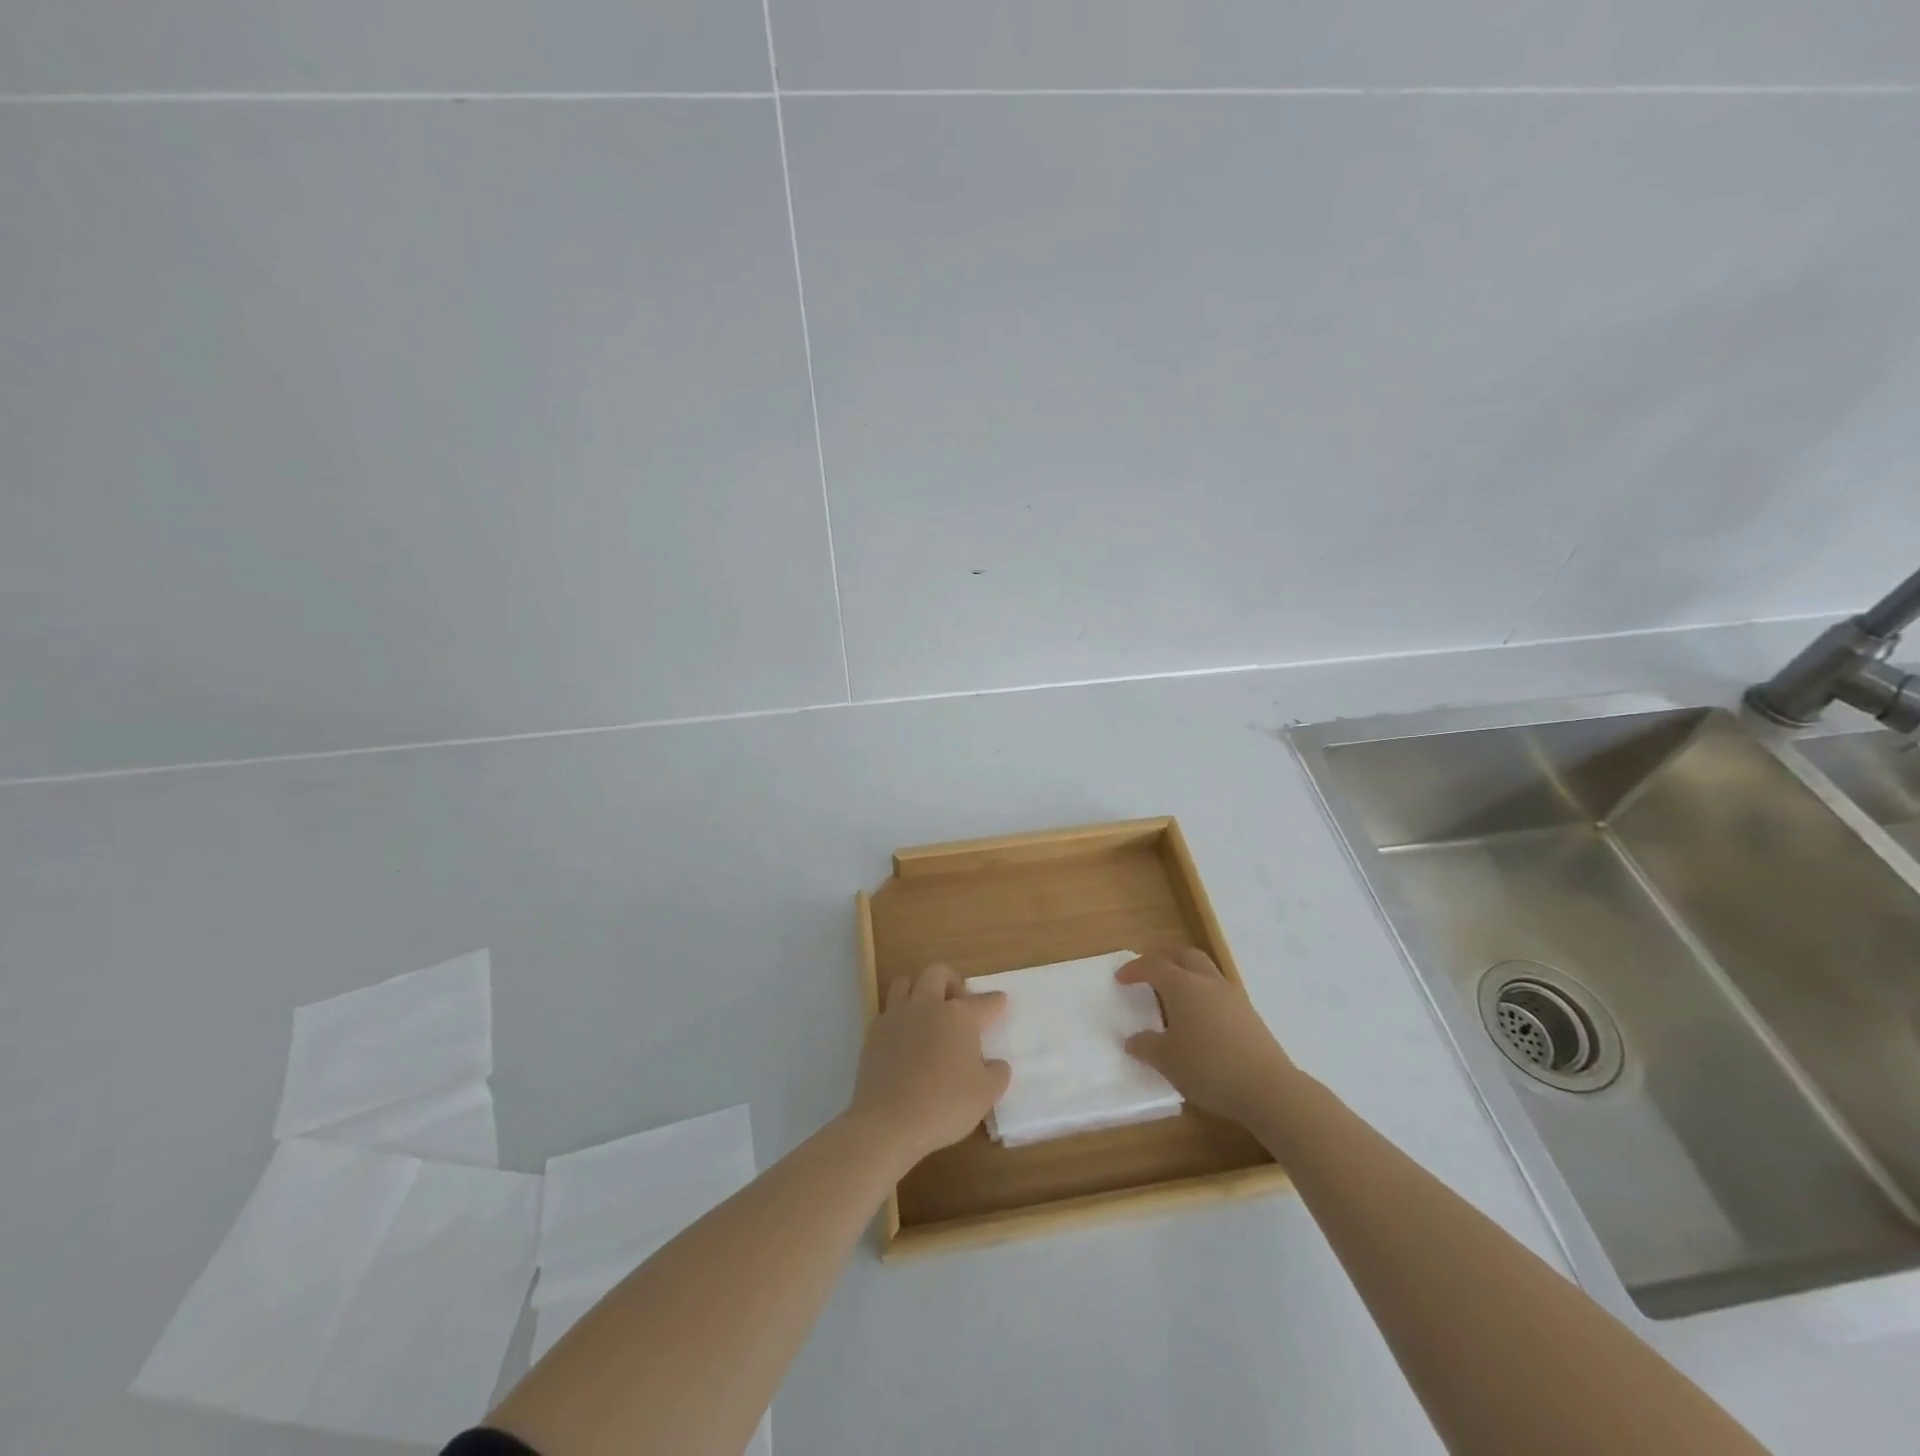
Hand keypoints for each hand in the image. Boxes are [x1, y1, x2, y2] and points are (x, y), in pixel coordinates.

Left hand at [849, 963, 1011, 1168]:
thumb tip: (995, 1064)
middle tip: (959, 1003)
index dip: (995, 1002)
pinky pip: (887, 1010)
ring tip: (926, 1011)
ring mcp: (896, 1016)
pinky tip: (904, 1037)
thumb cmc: (945, 1105)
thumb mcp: (985, 1095)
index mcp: (959, 1016)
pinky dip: (898, 1016)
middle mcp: (927, 1006)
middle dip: (952, 981)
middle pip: (937, 972)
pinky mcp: (873, 1032)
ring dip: (918, 989)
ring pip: (905, 982)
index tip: (1000, 1002)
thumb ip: (996, 1074)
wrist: (889, 1121)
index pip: (983, 1002)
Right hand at [1118, 949, 1297, 1124]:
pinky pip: (1220, 991)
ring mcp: (1232, 996)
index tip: (1120, 979)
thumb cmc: (1208, 1068)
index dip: (1135, 969)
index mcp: (1183, 986)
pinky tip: (1201, 1019)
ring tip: (1176, 997)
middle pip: (1185, 955)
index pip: (1154, 965)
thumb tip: (1133, 1040)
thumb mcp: (1167, 1061)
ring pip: (1206, 971)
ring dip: (1188, 975)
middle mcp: (1207, 982)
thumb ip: (1146, 1046)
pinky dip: (1205, 994)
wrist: (1267, 1088)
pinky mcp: (1249, 1013)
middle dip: (1165, 959)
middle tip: (1150, 974)